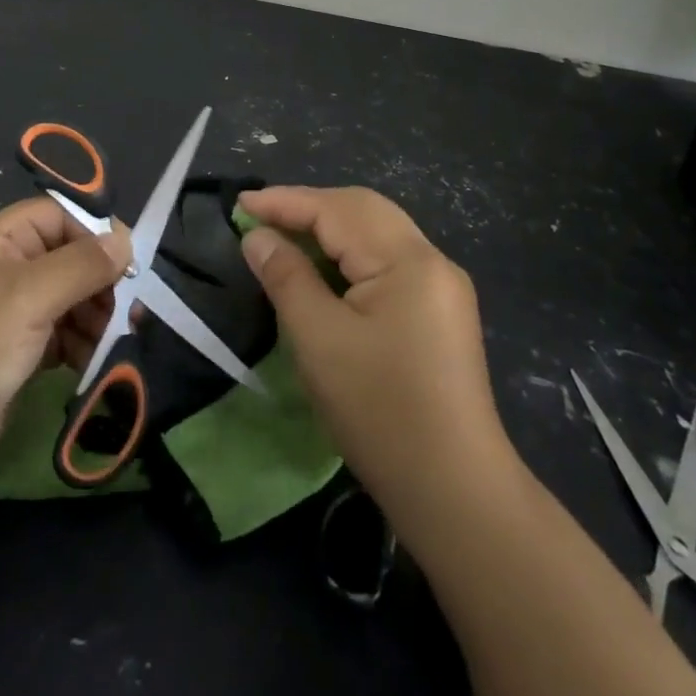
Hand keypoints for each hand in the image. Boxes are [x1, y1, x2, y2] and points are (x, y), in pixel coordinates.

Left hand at [0, 196, 131, 487]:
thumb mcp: (30, 297)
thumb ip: (82, 264)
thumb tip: (126, 241)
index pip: (57, 215)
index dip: (94, 233)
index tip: (129, 264)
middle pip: (64, 256)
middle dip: (97, 281)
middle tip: (125, 311)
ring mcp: (1, 311)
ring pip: (64, 296)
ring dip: (91, 315)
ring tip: (110, 341)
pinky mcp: (7, 351)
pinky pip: (54, 332)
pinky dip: (76, 342)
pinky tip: (89, 361)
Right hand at [236, 186, 519, 550]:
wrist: (455, 493)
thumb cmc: (380, 411)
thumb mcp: (318, 340)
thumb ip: (286, 276)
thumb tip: (258, 236)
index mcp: (409, 259)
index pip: (337, 210)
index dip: (285, 202)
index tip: (240, 203)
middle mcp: (432, 260)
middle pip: (362, 210)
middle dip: (309, 207)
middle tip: (261, 216)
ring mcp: (442, 286)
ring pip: (376, 232)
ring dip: (329, 227)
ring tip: (284, 235)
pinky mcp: (440, 311)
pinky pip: (387, 259)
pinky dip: (350, 252)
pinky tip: (324, 268)